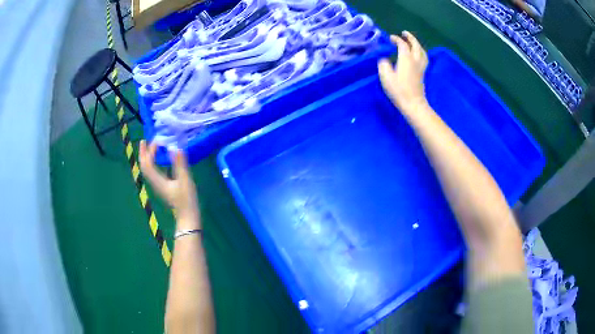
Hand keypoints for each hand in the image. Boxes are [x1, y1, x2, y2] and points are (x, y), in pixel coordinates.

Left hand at [139, 141, 200, 228]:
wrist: (187, 216)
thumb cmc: (187, 200)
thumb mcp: (185, 180)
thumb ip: (180, 164)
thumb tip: (174, 147)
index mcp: (158, 181)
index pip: (148, 163)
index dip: (150, 151)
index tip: (158, 141)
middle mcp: (155, 182)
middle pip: (144, 166)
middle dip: (143, 152)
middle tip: (144, 140)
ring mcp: (158, 185)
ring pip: (147, 169)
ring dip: (147, 157)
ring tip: (150, 147)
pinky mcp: (162, 186)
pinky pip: (152, 171)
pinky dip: (152, 162)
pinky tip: (159, 159)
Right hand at [378, 31, 428, 111]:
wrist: (413, 104)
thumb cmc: (399, 90)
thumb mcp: (386, 77)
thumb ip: (383, 65)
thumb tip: (384, 60)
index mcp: (406, 59)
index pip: (402, 44)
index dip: (396, 39)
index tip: (390, 38)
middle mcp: (415, 60)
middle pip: (415, 45)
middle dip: (410, 37)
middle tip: (404, 33)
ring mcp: (421, 67)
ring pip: (422, 51)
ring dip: (417, 44)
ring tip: (412, 42)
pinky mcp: (423, 73)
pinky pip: (424, 57)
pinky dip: (420, 52)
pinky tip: (418, 54)